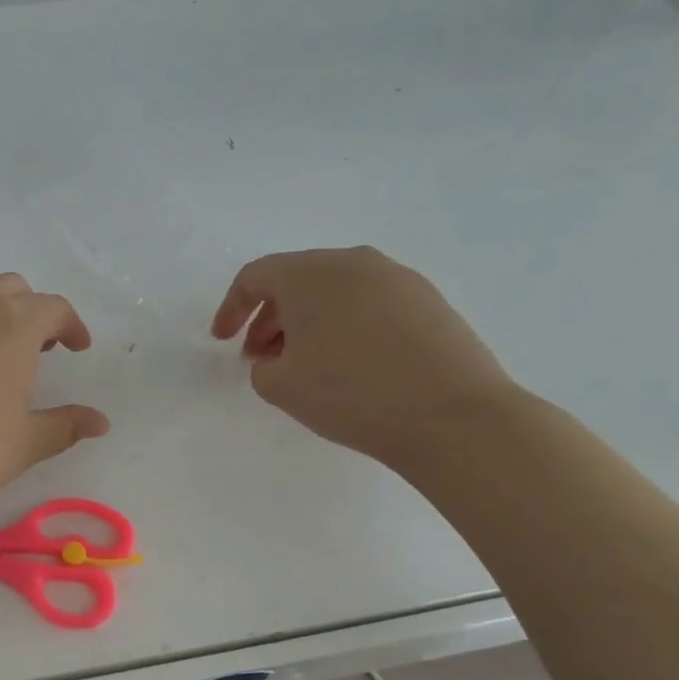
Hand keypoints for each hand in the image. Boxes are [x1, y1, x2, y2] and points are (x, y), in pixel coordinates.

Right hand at [210, 247, 521, 467]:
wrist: (454, 417)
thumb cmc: (352, 393)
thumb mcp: (281, 387)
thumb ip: (262, 366)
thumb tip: (280, 357)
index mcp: (311, 273)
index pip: (255, 277)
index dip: (231, 309)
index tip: (223, 342)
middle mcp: (354, 262)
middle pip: (296, 280)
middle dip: (271, 318)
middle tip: (262, 358)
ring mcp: (398, 279)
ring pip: (335, 291)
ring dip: (309, 321)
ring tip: (306, 364)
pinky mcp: (430, 301)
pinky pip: (370, 304)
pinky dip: (346, 325)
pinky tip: (351, 364)